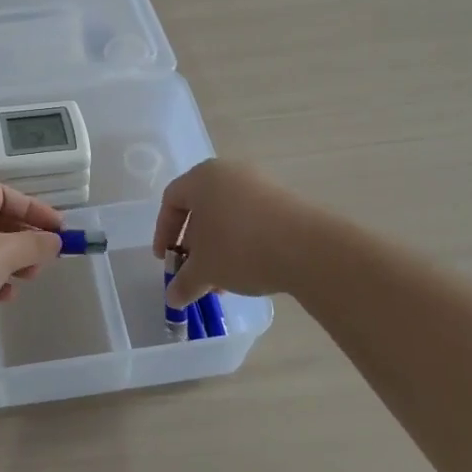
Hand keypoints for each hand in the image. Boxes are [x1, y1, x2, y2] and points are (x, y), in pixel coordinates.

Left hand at [0, 185, 64, 360]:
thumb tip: (55, 240)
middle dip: (23, 238)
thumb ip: (34, 244)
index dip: (34, 209)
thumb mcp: (2, 252)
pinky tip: (5, 296)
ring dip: (10, 261)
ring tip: (30, 277)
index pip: (3, 194)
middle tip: (47, 256)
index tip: (60, 229)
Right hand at [151, 158, 308, 306]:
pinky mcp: (285, 200)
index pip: (171, 200)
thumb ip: (183, 282)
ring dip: (219, 248)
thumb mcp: (204, 270)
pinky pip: (252, 219)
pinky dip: (243, 243)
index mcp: (202, 178)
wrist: (307, 248)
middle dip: (194, 245)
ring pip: (228, 216)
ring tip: (223, 281)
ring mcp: (261, 184)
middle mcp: (230, 173)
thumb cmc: (239, 248)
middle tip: (195, 272)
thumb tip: (172, 298)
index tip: (166, 260)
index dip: (163, 232)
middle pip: (202, 208)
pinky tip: (248, 272)